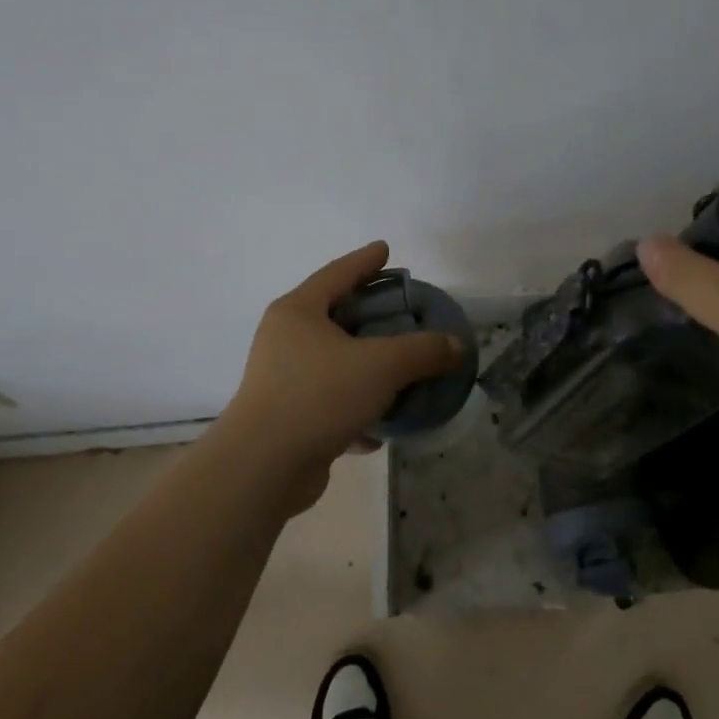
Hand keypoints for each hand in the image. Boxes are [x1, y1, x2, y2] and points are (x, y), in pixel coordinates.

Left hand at [218, 242, 463, 490]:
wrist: (262, 469)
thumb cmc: (319, 396)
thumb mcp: (382, 365)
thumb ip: (423, 350)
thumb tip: (456, 346)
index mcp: (299, 312)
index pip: (338, 273)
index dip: (365, 260)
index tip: (386, 249)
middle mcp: (286, 340)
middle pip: (336, 316)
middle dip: (370, 315)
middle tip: (402, 310)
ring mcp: (283, 380)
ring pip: (335, 363)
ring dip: (367, 367)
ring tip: (401, 368)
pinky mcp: (288, 418)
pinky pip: (331, 402)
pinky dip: (357, 409)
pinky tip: (381, 428)